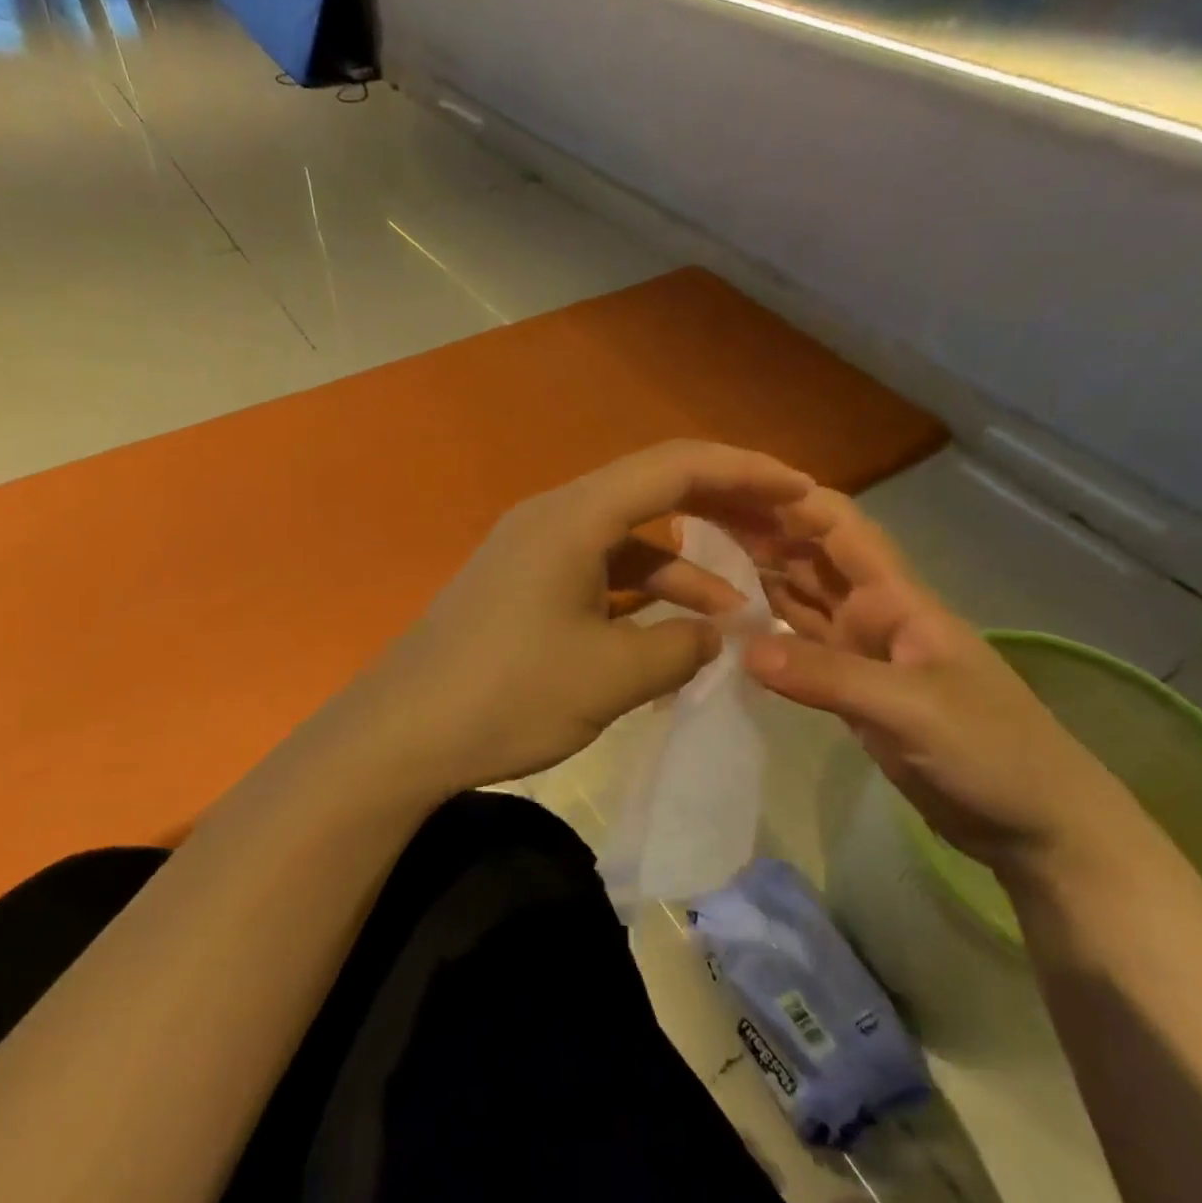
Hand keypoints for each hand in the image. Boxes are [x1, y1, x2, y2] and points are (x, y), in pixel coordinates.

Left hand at [350, 442, 814, 796]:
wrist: (400, 734)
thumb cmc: (505, 695)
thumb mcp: (609, 676)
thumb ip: (679, 647)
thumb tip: (717, 632)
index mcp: (575, 516)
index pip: (675, 467)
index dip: (745, 472)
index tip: (801, 490)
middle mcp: (556, 515)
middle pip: (654, 489)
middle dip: (724, 507)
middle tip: (784, 528)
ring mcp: (538, 549)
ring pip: (630, 537)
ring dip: (686, 563)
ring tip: (742, 603)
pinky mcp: (527, 583)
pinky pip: (602, 570)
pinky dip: (645, 591)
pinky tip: (677, 627)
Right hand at [739, 487, 1139, 880]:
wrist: (1036, 826)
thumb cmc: (993, 750)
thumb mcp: (914, 708)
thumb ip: (831, 677)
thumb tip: (744, 648)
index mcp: (895, 597)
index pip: (840, 528)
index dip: (792, 501)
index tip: (732, 488)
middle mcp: (871, 612)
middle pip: (811, 558)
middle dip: (762, 534)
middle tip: (694, 522)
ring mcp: (860, 652)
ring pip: (800, 600)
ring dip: (758, 578)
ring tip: (700, 562)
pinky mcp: (851, 690)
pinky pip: (799, 648)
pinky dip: (767, 634)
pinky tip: (730, 627)